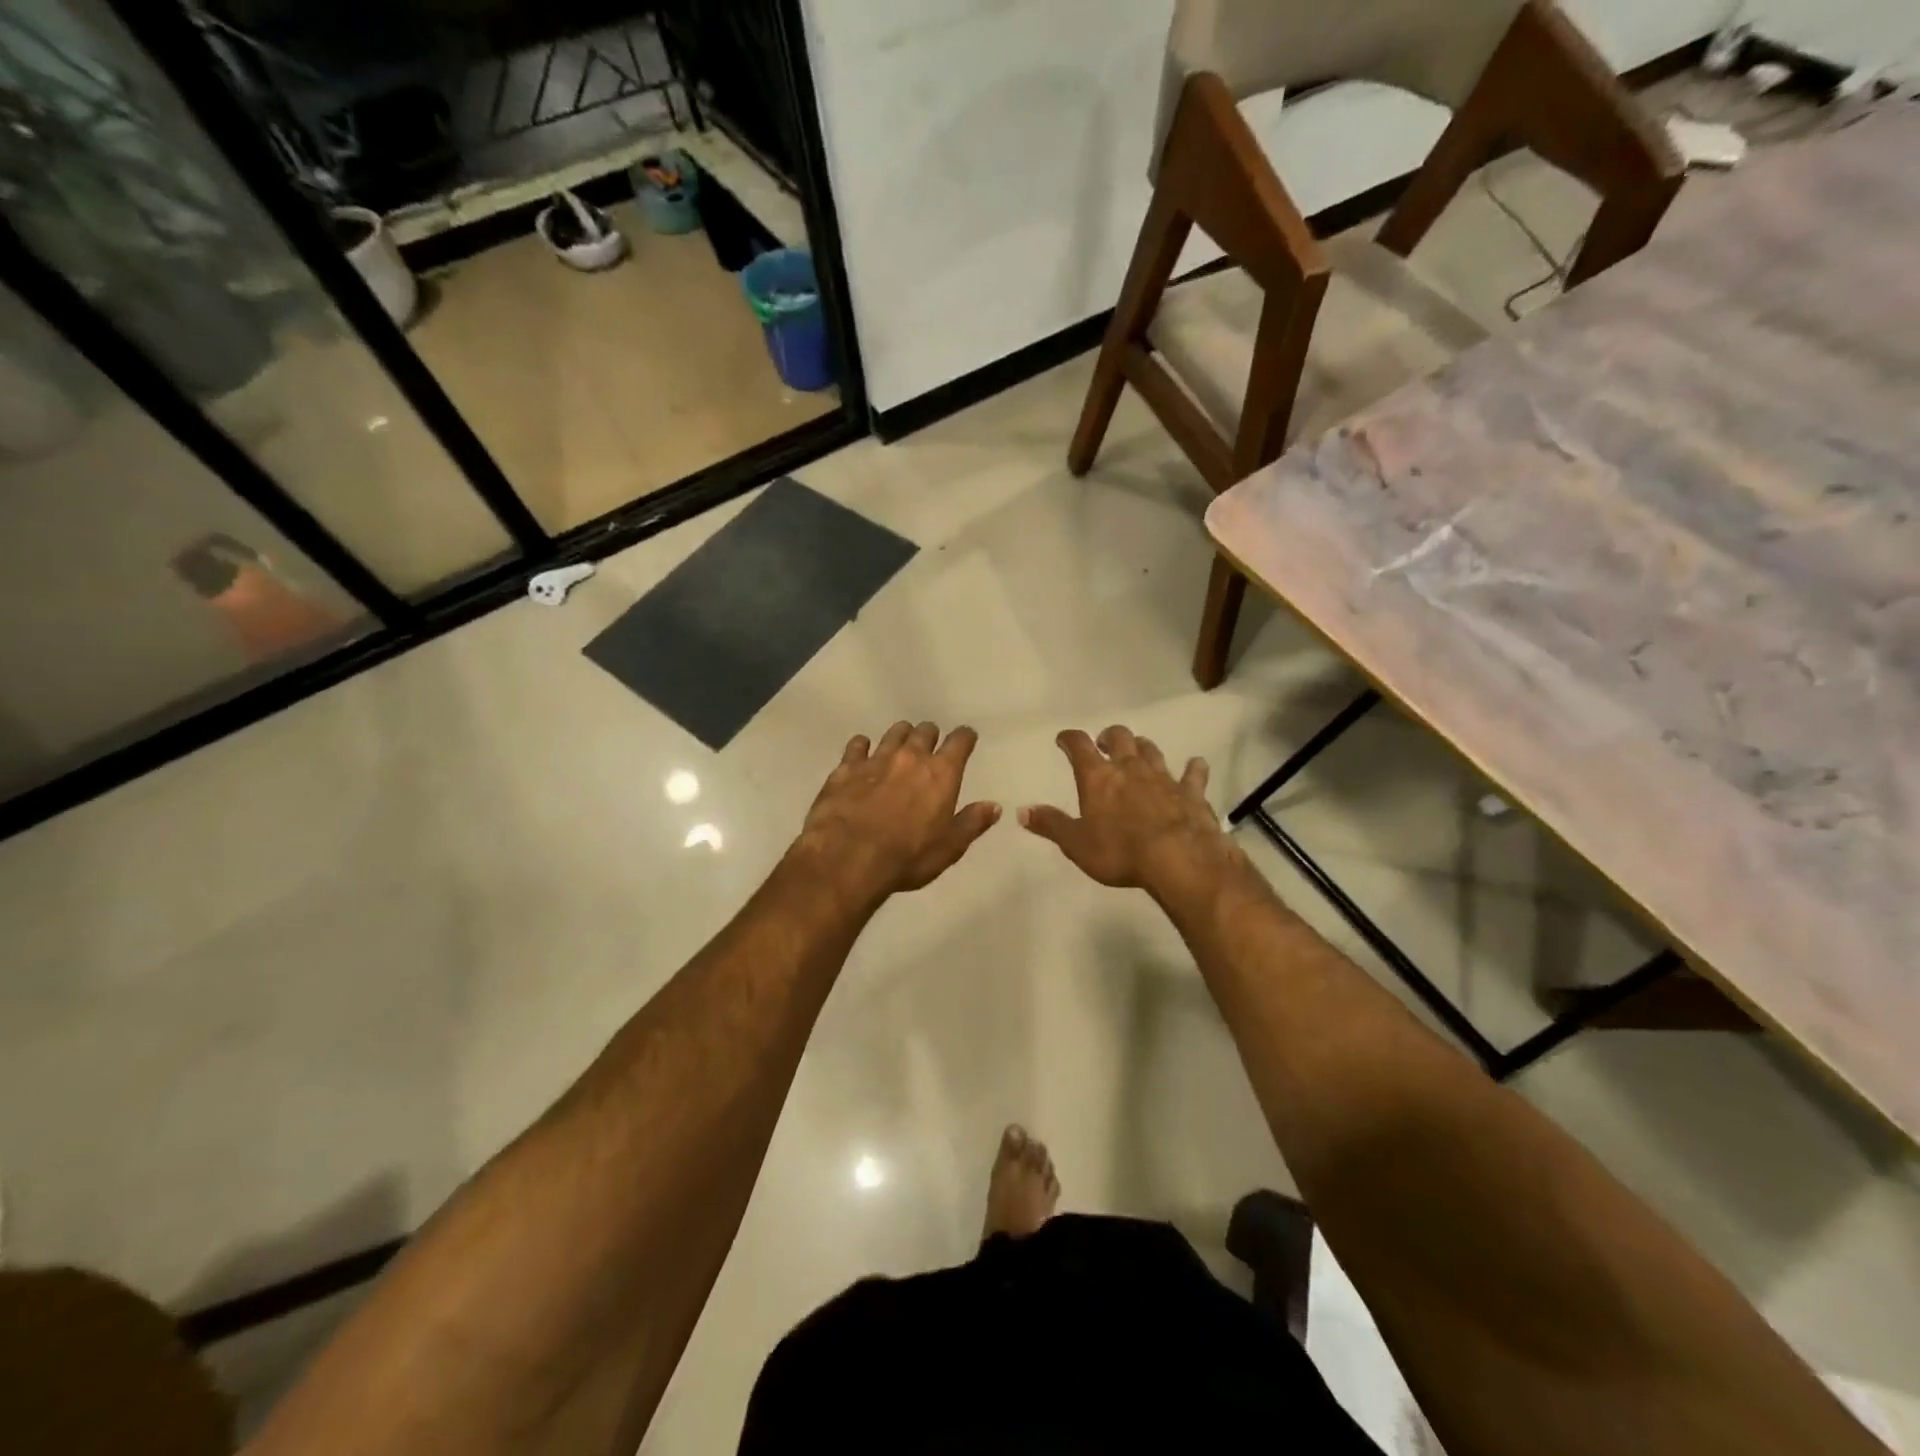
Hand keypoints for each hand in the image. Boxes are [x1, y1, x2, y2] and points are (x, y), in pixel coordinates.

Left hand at [796, 721, 1000, 901]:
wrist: (848, 857)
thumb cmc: (906, 856)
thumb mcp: (948, 848)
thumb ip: (971, 823)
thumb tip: (993, 806)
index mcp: (941, 773)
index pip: (960, 741)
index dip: (965, 737)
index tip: (966, 738)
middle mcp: (911, 757)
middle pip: (925, 731)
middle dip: (930, 735)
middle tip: (930, 746)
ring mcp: (876, 758)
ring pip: (893, 733)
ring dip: (900, 736)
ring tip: (900, 746)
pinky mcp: (847, 767)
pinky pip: (857, 745)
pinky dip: (862, 747)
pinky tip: (861, 754)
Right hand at [1019, 725, 1240, 902]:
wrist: (1179, 859)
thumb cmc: (1120, 851)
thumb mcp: (1076, 843)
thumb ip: (1050, 824)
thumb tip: (1021, 810)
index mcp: (1098, 777)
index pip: (1079, 745)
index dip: (1069, 739)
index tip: (1063, 739)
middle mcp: (1129, 767)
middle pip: (1119, 737)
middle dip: (1109, 736)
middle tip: (1104, 744)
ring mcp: (1163, 777)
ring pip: (1151, 750)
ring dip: (1143, 747)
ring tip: (1138, 751)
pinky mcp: (1191, 792)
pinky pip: (1193, 773)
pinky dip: (1193, 768)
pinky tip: (1196, 764)